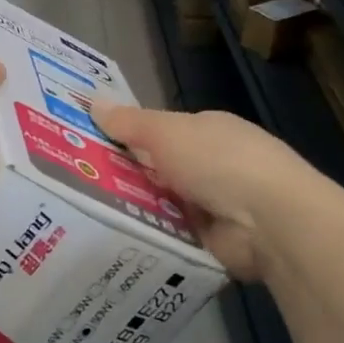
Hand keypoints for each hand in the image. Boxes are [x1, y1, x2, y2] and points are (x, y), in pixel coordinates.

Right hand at [91, 103, 311, 278]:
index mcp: (206, 131)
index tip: (86, 146)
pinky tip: (113, 238)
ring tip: (81, 215)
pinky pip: (168, 235)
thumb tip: (93, 101)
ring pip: (158, 204)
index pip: (159, 132)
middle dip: (122, 176)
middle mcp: (211, 165)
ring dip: (132, 208)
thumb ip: (130, 122)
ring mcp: (213, 204)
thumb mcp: (166, 133)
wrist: (268, 223)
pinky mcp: (210, 241)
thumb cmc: (218, 162)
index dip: (125, 137)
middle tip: (74, 184)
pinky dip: (148, 236)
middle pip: (156, 169)